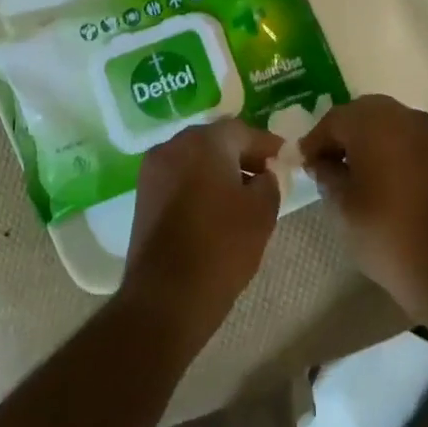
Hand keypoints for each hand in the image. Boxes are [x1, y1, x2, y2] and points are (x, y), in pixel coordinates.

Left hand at [120, 119, 283, 346]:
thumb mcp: (262, 211)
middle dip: (240, 154)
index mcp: (204, 141)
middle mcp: (173, 146)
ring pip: (193, 159)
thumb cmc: (222, 246)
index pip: (242, 131)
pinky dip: (198, 184)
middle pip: (214, 141)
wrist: (167, 295)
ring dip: (218, 169)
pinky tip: (215, 207)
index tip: (284, 157)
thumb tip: (263, 175)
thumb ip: (269, 182)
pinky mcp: (143, 195)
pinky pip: (178, 177)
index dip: (266, 144)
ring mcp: (153, 170)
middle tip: (265, 173)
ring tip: (242, 194)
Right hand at [300, 95, 427, 319]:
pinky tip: (381, 175)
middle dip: (341, 133)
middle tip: (325, 162)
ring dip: (366, 138)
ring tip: (352, 170)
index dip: (315, 141)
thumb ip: (326, 175)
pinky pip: (408, 136)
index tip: (303, 164)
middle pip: (362, 113)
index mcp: (374, 124)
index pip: (334, 120)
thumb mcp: (342, 207)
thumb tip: (321, 162)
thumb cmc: (387, 234)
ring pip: (387, 121)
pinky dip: (390, 146)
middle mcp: (404, 117)